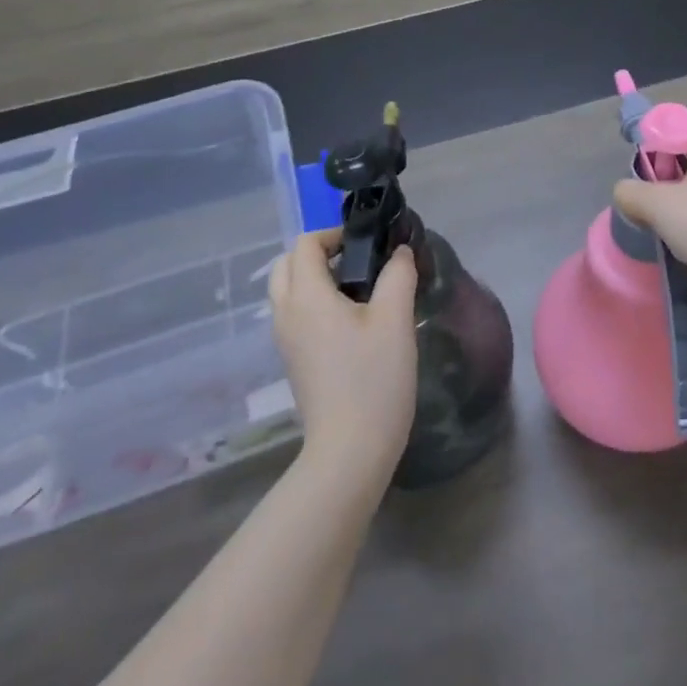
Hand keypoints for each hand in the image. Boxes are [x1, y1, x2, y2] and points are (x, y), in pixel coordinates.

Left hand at [269, 229, 417, 485]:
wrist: (349, 451)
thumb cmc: (373, 379)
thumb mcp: (395, 319)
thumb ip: (399, 275)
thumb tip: (400, 252)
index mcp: (306, 296)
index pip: (304, 244)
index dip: (334, 234)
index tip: (368, 244)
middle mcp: (286, 313)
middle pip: (287, 265)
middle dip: (318, 253)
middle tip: (358, 262)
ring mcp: (286, 341)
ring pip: (287, 291)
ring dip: (315, 278)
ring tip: (359, 290)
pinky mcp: (294, 361)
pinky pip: (295, 315)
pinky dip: (314, 303)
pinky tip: (351, 322)